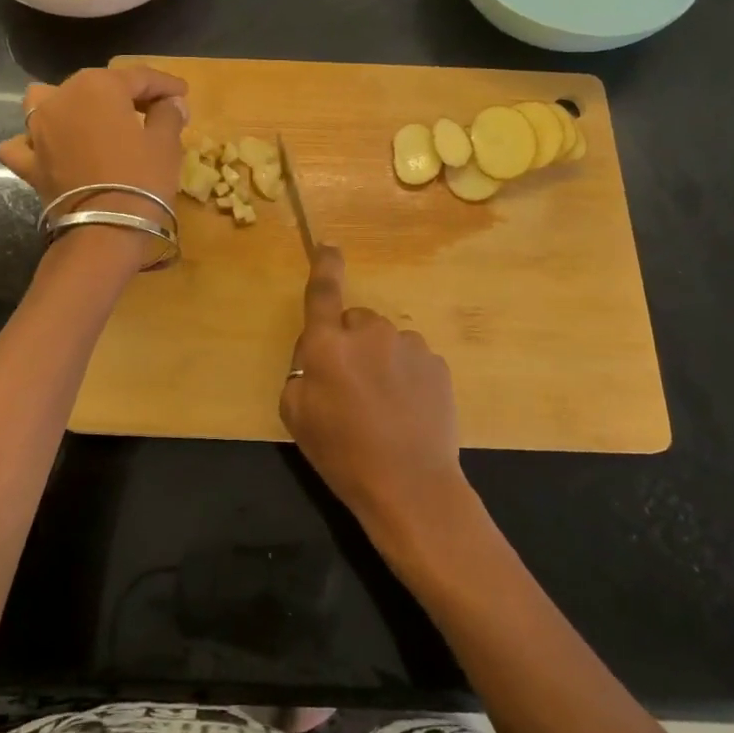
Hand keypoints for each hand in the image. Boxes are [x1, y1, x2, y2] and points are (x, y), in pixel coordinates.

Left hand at [0, 65, 189, 246]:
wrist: (105, 231)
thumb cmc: (142, 179)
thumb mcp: (166, 143)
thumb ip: (168, 114)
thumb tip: (171, 102)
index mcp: (99, 85)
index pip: (139, 76)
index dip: (165, 84)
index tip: (182, 93)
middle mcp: (61, 98)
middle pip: (98, 86)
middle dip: (125, 94)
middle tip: (152, 109)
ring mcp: (37, 130)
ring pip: (48, 102)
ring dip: (68, 105)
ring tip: (90, 119)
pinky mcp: (28, 162)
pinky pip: (24, 144)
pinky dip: (35, 143)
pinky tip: (49, 149)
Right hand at [280, 246, 466, 538]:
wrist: (410, 487)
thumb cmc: (342, 454)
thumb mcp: (295, 414)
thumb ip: (301, 370)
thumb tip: (319, 352)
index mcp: (328, 344)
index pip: (324, 292)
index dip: (325, 265)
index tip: (329, 245)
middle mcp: (370, 333)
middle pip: (356, 323)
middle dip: (351, 344)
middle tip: (351, 388)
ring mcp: (409, 346)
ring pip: (386, 343)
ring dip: (381, 362)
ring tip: (383, 407)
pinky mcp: (437, 365)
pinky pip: (413, 360)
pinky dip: (407, 377)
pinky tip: (407, 412)